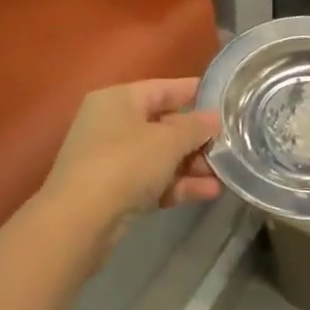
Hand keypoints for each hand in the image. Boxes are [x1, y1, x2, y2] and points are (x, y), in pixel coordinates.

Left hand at [40, 79, 221, 251]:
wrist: (80, 221)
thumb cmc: (125, 164)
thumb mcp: (168, 141)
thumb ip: (195, 127)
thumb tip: (213, 118)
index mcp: (118, 99)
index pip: (163, 88)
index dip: (194, 93)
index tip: (226, 99)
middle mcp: (111, 124)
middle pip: (163, 124)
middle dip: (197, 137)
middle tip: (230, 145)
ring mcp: (110, 159)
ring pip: (159, 156)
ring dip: (191, 164)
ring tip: (225, 173)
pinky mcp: (114, 192)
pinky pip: (152, 181)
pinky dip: (177, 185)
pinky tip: (209, 192)